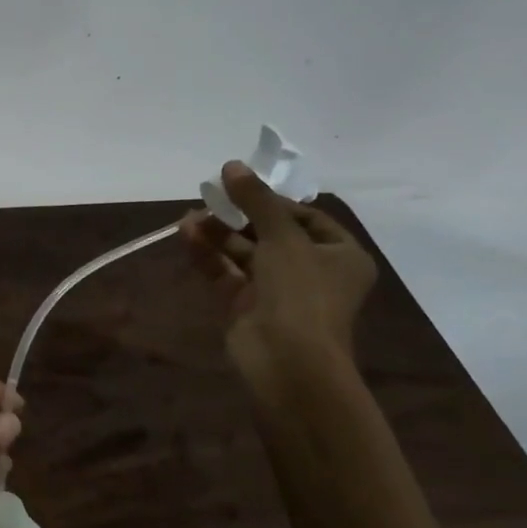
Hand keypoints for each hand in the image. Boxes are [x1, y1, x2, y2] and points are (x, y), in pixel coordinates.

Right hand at [179, 162, 377, 388]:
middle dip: (237, 215)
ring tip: (189, 218)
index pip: (305, 216)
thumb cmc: (301, 293)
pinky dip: (209, 254)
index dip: (272, 200)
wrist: (287, 363)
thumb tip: (232, 164)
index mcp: (339, 254)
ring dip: (218, 233)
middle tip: (208, 198)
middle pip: (270, 233)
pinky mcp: (247, 307)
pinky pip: (227, 272)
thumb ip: (256, 198)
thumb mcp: (282, 236)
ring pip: (244, 252)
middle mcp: (311, 271)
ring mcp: (277, 291)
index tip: (240, 188)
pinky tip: (186, 235)